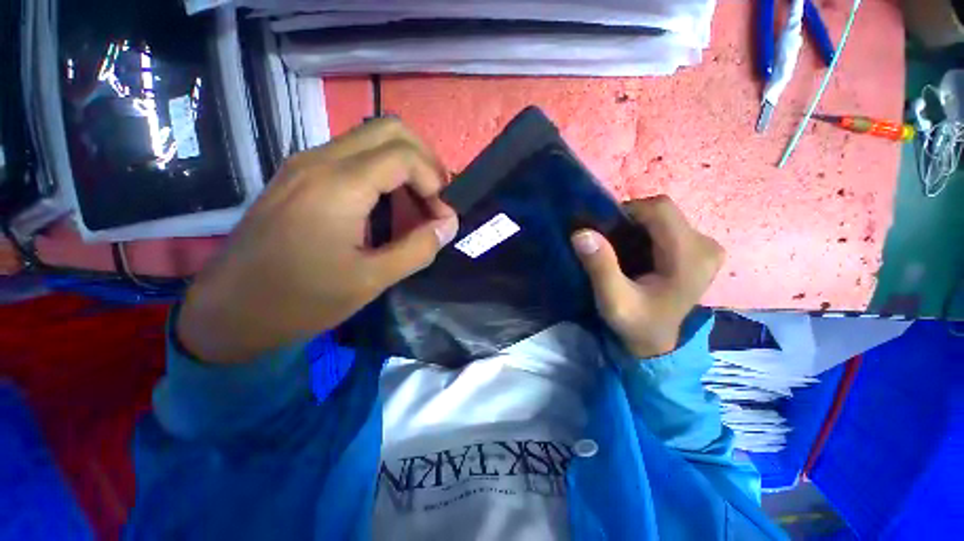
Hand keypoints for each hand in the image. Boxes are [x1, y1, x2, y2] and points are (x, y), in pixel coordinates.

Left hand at [176, 118, 458, 362]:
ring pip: (371, 138)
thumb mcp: (371, 280)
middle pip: (390, 129)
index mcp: (338, 185)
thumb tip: (448, 225)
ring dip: (405, 165)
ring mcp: (305, 164)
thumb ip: (418, 249)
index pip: (404, 156)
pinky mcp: (299, 176)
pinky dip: (383, 172)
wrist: (229, 311)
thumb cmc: (301, 300)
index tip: (443, 217)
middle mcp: (320, 160)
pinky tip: (387, 205)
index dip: (435, 182)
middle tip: (437, 198)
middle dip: (425, 161)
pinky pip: (352, 156)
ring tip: (418, 203)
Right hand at [571, 196, 723, 358]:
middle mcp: (706, 245)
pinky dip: (646, 233)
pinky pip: (668, 226)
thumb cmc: (636, 323)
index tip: (605, 232)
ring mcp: (706, 246)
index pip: (659, 209)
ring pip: (663, 217)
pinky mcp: (700, 249)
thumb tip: (582, 232)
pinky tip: (636, 252)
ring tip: (622, 251)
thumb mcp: (613, 301)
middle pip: (662, 211)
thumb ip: (600, 267)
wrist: (656, 341)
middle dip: (631, 221)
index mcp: (690, 257)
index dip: (628, 212)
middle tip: (610, 245)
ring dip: (637, 227)